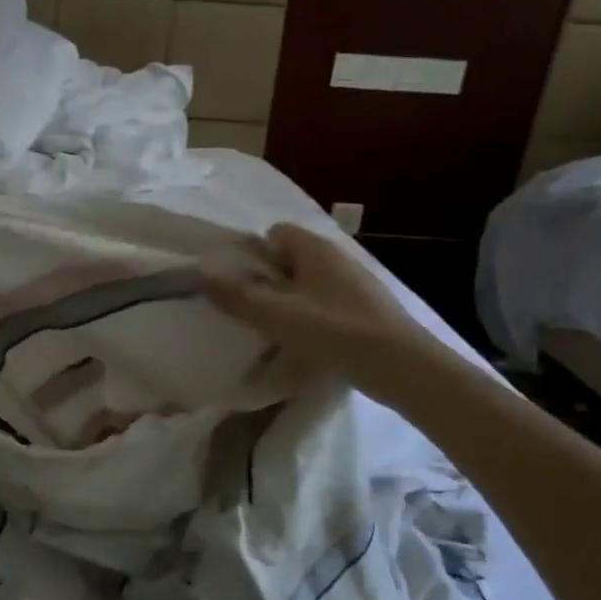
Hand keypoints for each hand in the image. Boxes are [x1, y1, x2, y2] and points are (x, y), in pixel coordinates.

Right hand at [202, 223, 434, 365]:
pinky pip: (328, 303)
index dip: (253, 255)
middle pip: (291, 259)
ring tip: (277, 331)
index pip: (274, 233)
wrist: (401, 365)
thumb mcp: (276, 314)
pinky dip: (314, 317)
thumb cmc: (334, 331)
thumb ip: (236, 294)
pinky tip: (309, 342)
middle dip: (269, 281)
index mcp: (315, 248)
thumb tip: (199, 272)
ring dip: (291, 302)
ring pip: (309, 283)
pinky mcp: (367, 309)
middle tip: (253, 311)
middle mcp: (337, 257)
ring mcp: (356, 283)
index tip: (240, 285)